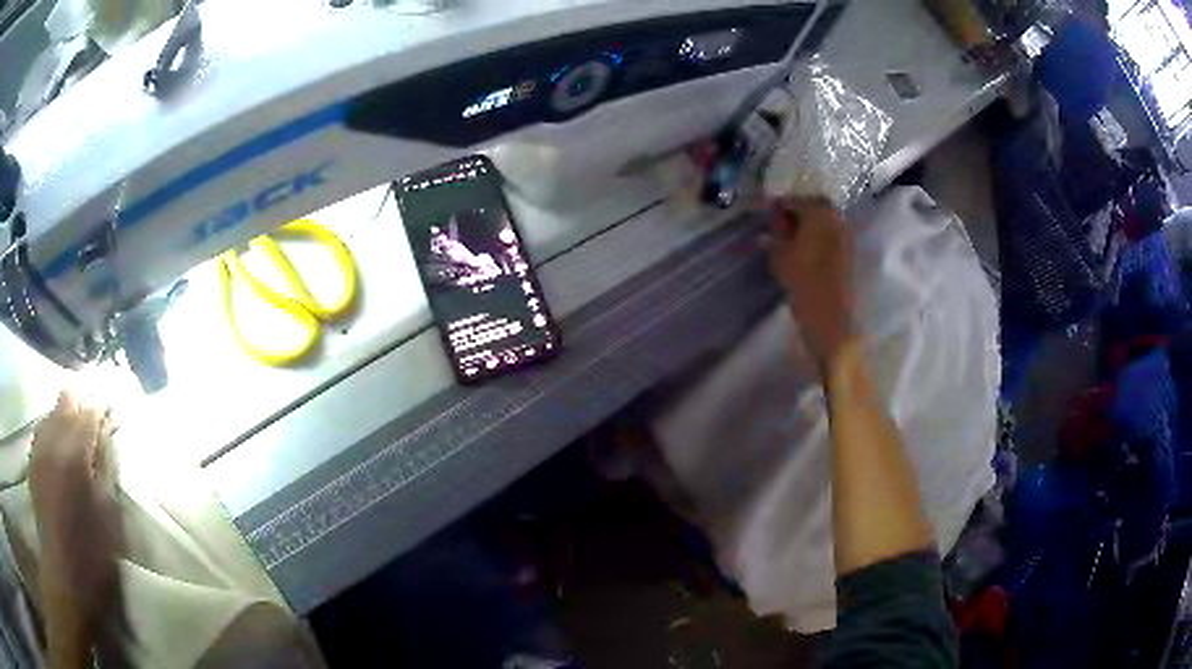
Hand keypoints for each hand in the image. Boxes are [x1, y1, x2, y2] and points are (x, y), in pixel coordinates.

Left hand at [30, 391, 119, 625]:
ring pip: (51, 412)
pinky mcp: (33, 462)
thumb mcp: (110, 516)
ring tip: (76, 432)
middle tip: (94, 418)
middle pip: (66, 400)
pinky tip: (58, 445)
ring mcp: (39, 450)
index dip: (102, 409)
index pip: (90, 411)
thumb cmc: (94, 556)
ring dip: (64, 416)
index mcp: (76, 454)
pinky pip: (41, 430)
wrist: (65, 578)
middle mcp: (53, 441)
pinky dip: (51, 430)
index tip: (113, 414)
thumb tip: (108, 434)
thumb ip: (106, 468)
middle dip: (81, 403)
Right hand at [769, 199, 855, 367]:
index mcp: (819, 211)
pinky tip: (804, 248)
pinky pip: (830, 235)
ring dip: (808, 224)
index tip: (763, 211)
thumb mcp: (779, 252)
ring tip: (789, 236)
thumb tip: (775, 217)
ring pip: (823, 221)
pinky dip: (818, 236)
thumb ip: (776, 230)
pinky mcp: (850, 251)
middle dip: (796, 211)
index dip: (777, 205)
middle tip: (778, 223)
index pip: (793, 200)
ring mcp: (846, 234)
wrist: (830, 315)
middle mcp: (836, 217)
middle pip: (813, 206)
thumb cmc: (801, 279)